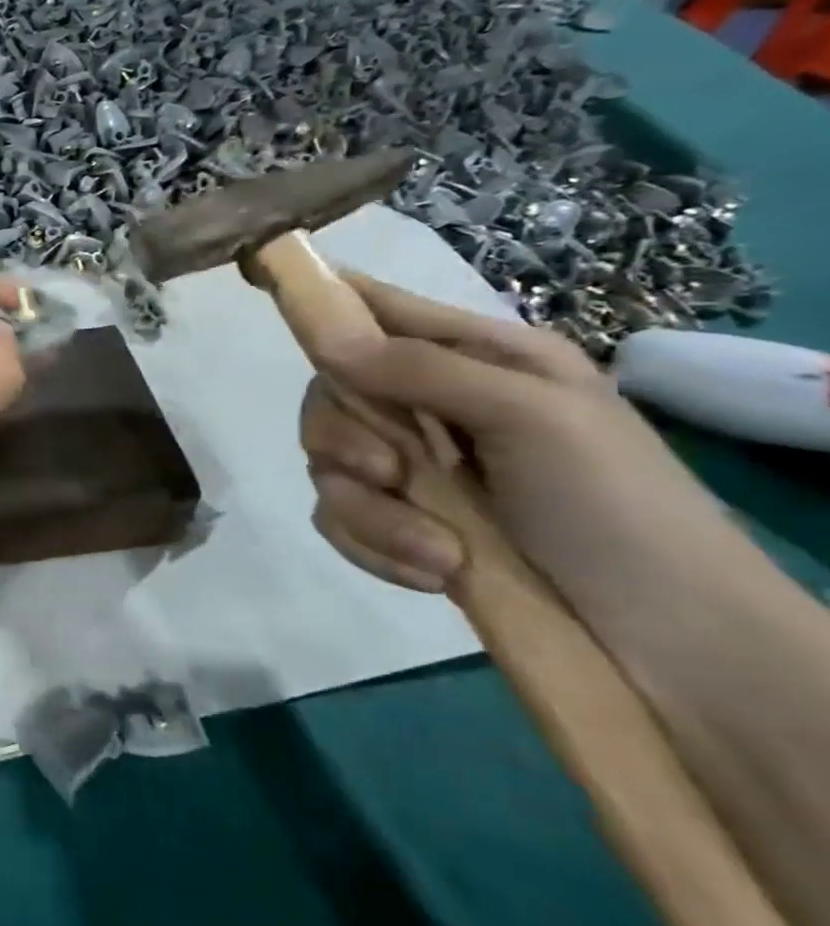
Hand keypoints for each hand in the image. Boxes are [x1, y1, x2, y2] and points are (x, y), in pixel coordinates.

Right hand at [301, 276, 745, 624]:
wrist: (670, 645)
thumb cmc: (615, 504)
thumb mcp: (531, 415)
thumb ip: (421, 368)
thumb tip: (322, 335)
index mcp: (470, 357)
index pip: (373, 307)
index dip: (316, 295)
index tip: (255, 280)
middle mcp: (429, 404)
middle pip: (328, 392)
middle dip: (341, 436)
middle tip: (387, 471)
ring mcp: (411, 470)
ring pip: (326, 463)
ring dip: (371, 510)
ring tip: (438, 551)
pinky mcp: (397, 526)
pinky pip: (339, 518)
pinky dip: (375, 546)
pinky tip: (437, 574)